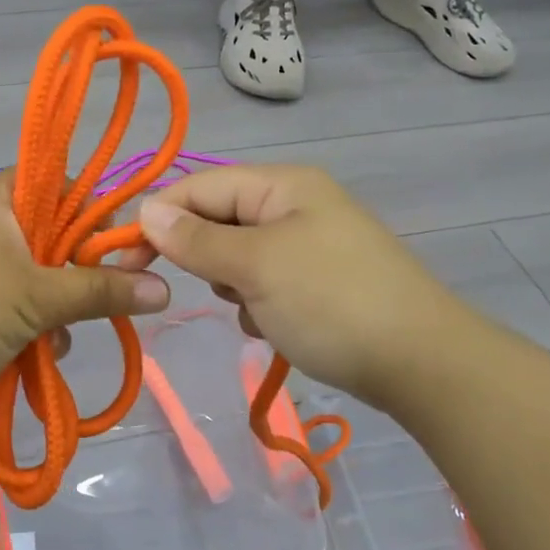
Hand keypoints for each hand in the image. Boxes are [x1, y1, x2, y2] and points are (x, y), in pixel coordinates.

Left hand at [0, 175, 168, 418]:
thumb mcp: (36, 300)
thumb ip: (100, 291)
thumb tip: (166, 289)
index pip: (63, 184)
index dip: (97, 212)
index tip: (123, 250)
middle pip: (56, 234)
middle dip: (80, 272)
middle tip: (105, 298)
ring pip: (40, 274)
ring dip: (59, 306)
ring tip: (61, 336)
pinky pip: (18, 302)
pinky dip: (34, 324)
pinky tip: (42, 352)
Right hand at [126, 165, 448, 412]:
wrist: (423, 363)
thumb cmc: (331, 302)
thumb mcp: (255, 267)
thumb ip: (196, 239)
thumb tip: (146, 211)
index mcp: (282, 185)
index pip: (199, 186)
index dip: (160, 218)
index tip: (126, 260)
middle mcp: (295, 205)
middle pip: (219, 220)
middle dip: (206, 258)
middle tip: (221, 290)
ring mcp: (311, 243)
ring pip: (240, 257)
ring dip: (234, 286)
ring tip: (257, 313)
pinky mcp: (321, 281)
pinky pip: (267, 283)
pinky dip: (259, 305)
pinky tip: (274, 328)